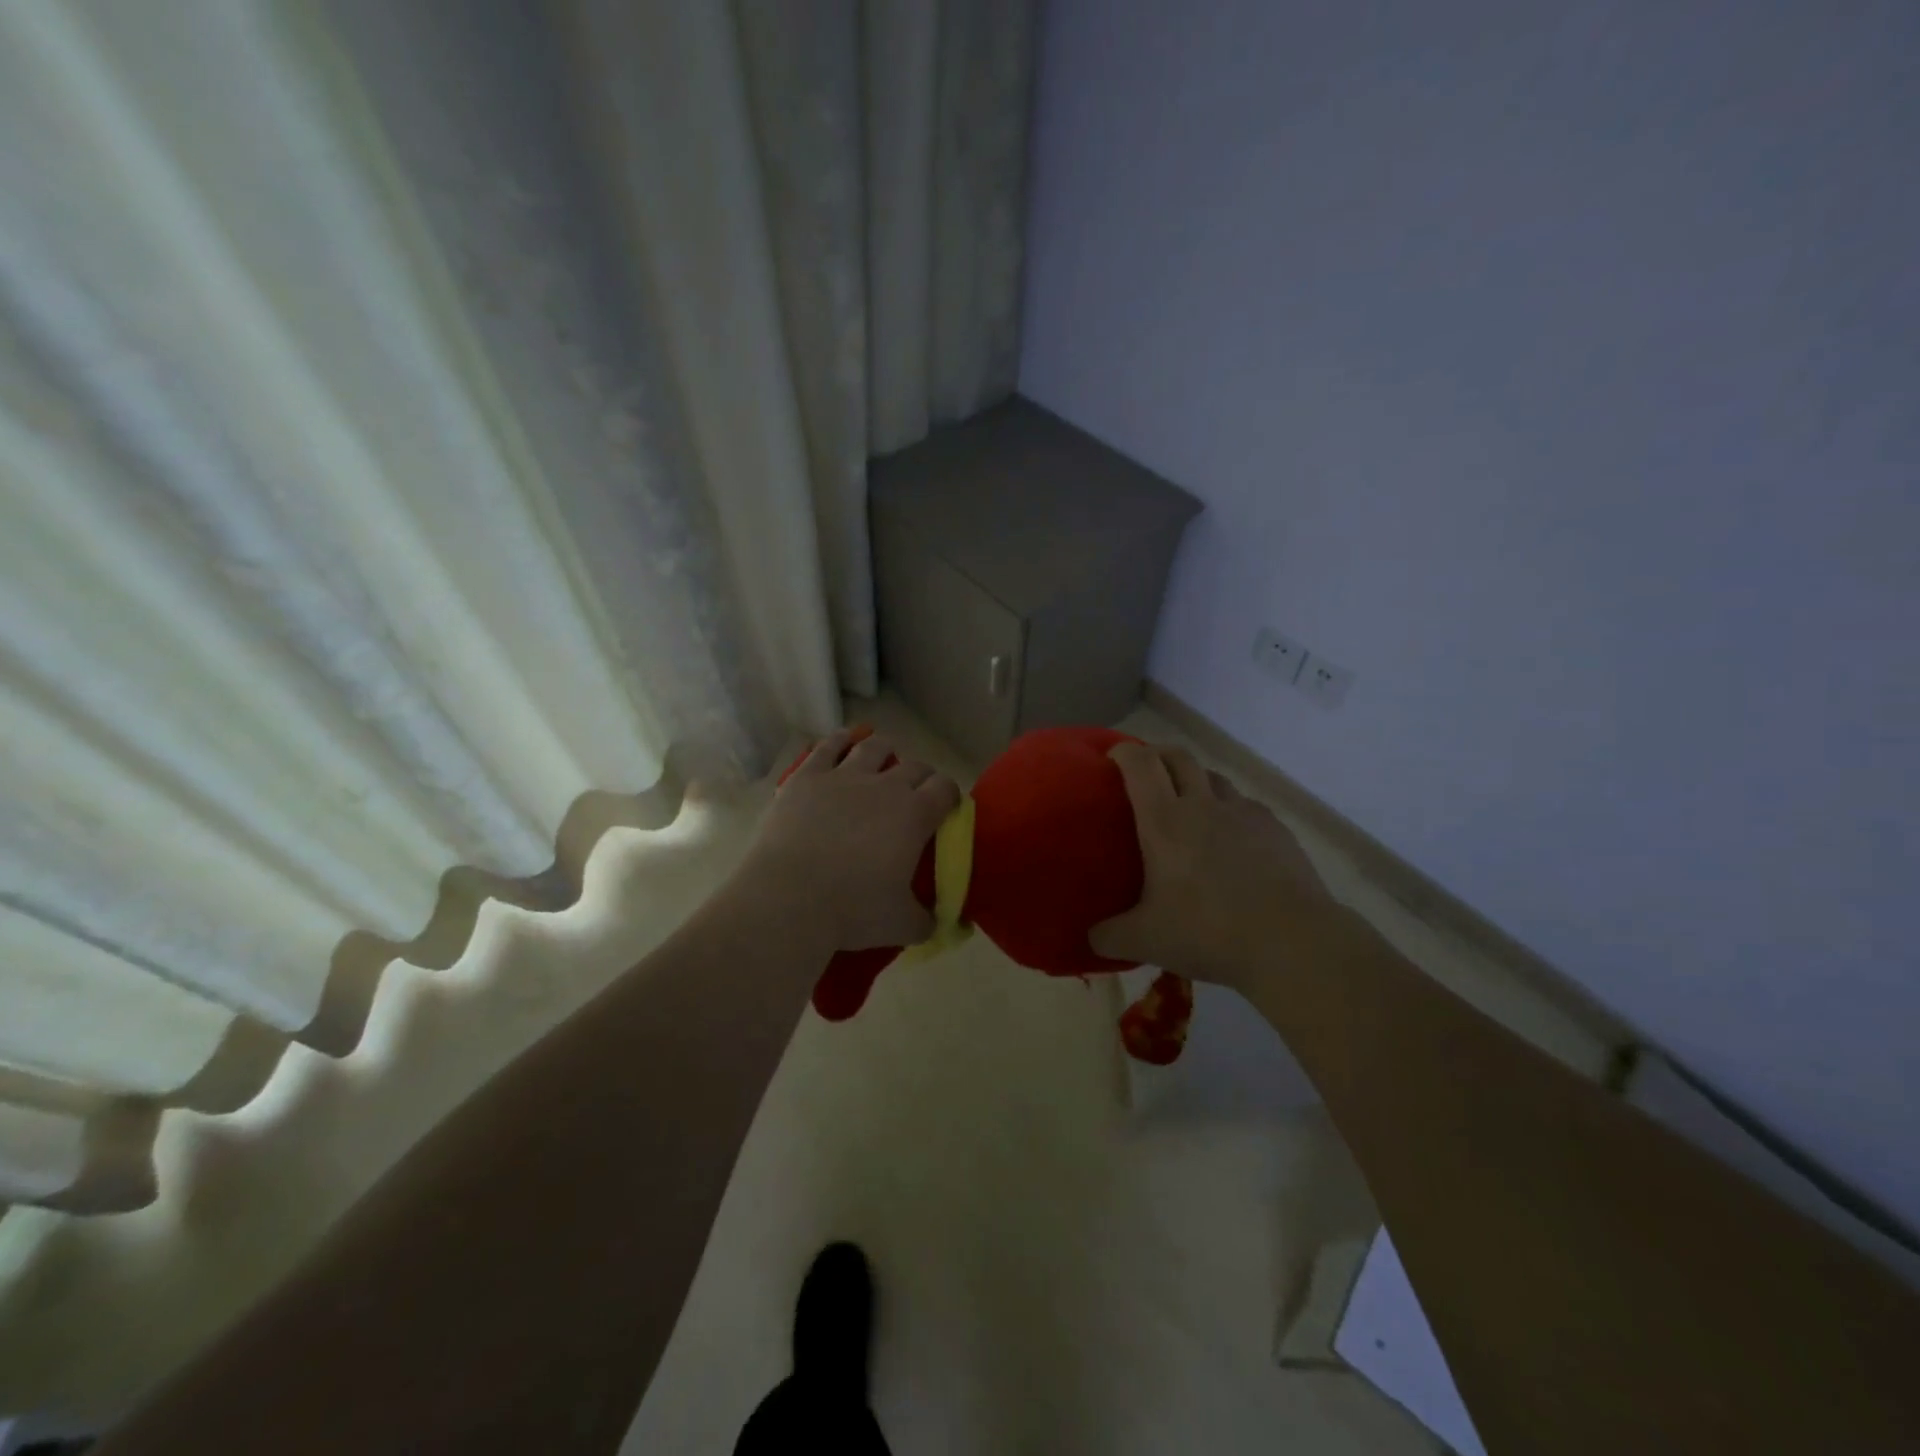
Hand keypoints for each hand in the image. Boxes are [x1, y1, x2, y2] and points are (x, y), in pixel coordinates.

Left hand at [735, 729, 961, 952]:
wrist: (788, 899)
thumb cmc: (852, 911)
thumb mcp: (901, 925)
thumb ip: (927, 920)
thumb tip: (940, 922)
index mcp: (915, 815)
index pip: (945, 788)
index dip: (949, 795)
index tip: (945, 808)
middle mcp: (885, 785)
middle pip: (915, 765)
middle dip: (921, 776)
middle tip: (914, 794)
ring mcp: (843, 776)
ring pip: (873, 747)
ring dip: (884, 751)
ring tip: (882, 761)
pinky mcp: (807, 776)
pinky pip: (828, 746)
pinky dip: (839, 741)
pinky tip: (843, 742)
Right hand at [1090, 741, 1338, 991]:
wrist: (1292, 942)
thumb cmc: (1208, 932)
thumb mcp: (1145, 941)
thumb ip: (1110, 936)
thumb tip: (1091, 936)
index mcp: (1165, 821)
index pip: (1141, 764)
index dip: (1124, 752)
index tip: (1112, 758)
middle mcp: (1203, 805)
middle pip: (1179, 757)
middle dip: (1159, 756)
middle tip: (1147, 774)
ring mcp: (1245, 814)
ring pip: (1215, 778)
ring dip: (1197, 781)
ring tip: (1191, 807)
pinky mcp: (1278, 830)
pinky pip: (1246, 807)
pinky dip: (1231, 812)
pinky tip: (1233, 842)